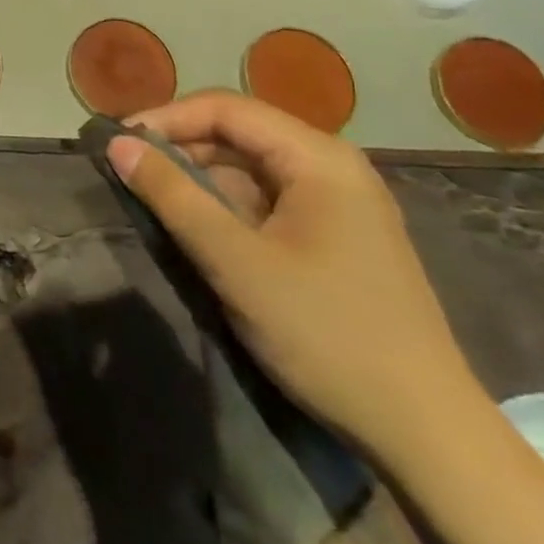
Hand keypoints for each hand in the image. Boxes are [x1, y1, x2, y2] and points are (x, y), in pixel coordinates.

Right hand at [108, 90, 477, 458]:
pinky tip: (199, 230)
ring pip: (249, 167)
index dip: (165, 118)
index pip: (225, 108)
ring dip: (199, 178)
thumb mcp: (235, 262)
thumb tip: (116, 145)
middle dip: (179, 146)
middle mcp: (331, 166)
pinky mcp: (336, 236)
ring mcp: (338, 202)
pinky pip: (267, 199)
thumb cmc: (326, 333)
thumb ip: (172, 195)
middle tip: (128, 171)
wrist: (427, 434)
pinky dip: (226, 206)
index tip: (117, 143)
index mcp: (318, 158)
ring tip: (153, 199)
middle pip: (238, 132)